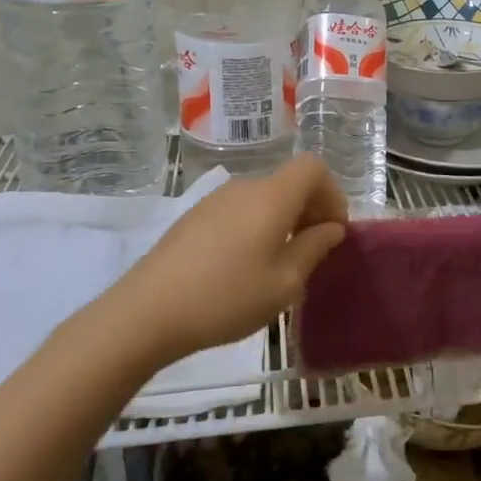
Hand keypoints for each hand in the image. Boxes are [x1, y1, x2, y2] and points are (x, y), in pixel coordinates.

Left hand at [108, 154, 348, 364]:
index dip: (333, 194)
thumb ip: (314, 248)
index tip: (333, 231)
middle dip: (311, 210)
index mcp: (272, 196)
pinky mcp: (194, 217)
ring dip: (283, 221)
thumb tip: (331, 228)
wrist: (147, 312)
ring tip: (280, 265)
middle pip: (289, 182)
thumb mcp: (284, 283)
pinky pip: (240, 211)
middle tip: (313, 252)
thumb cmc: (227, 297)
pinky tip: (244, 267)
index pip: (314, 168)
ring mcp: (215, 200)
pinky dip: (257, 227)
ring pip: (264, 198)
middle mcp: (245, 187)